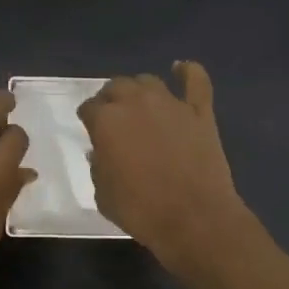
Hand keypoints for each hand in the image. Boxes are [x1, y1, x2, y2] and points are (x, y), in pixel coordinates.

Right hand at [79, 62, 248, 271]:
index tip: (90, 128)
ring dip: (139, 89)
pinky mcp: (200, 112)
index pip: (89, 108)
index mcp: (107, 121)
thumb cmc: (141, 211)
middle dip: (110, 99)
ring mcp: (171, 104)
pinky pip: (196, 81)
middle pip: (117, 87)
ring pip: (148, 81)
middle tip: (112, 116)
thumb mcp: (103, 194)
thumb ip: (99, 166)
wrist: (194, 219)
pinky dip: (188, 72)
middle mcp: (136, 103)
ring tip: (139, 102)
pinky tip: (181, 69)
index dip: (88, 118)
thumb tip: (103, 152)